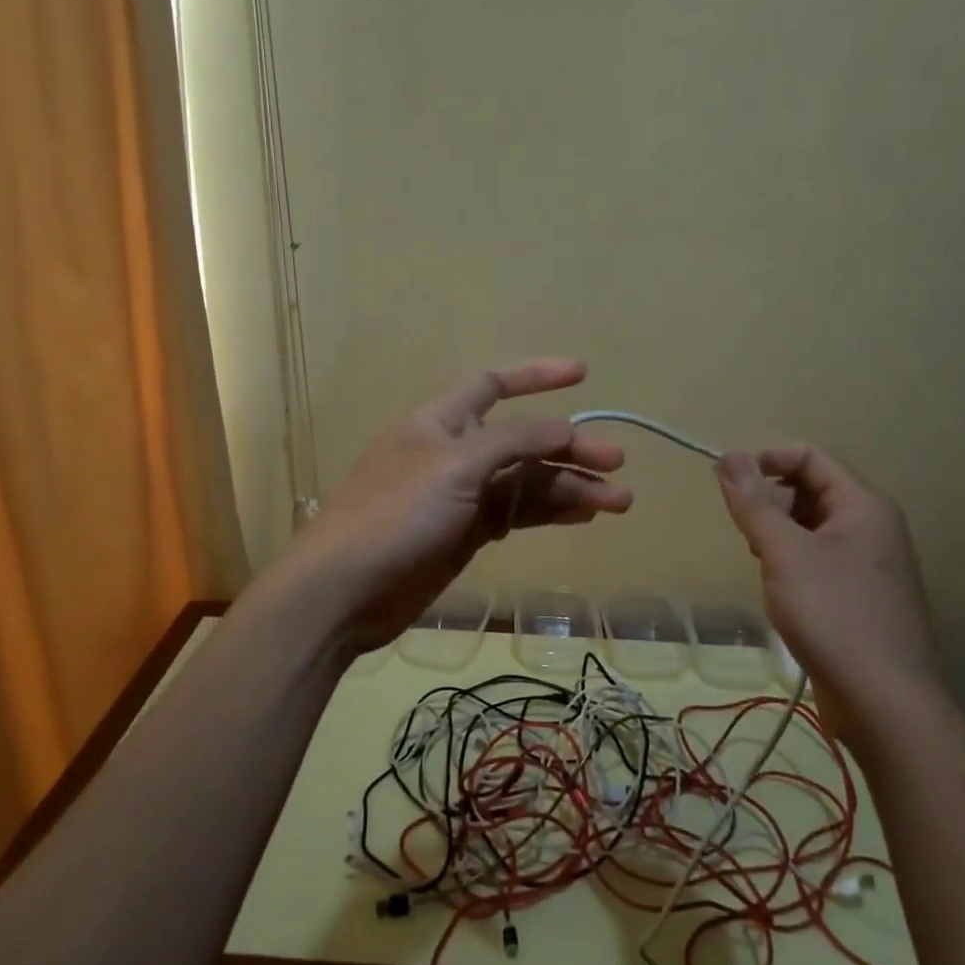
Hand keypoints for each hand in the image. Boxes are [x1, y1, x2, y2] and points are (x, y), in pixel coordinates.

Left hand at [285, 358, 632, 648]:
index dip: (536, 375)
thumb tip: (564, 428)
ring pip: (524, 482)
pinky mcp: (465, 535)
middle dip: (568, 447)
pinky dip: (547, 512)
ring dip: (569, 487)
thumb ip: (514, 441)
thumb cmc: (396, 513)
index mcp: (440, 421)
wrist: (345, 590)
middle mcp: (453, 452)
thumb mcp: (456, 465)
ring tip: (619, 501)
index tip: (583, 374)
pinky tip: (583, 516)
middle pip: (522, 440)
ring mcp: (460, 497)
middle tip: (617, 463)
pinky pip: (515, 514)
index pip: (493, 384)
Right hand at [715, 444, 938, 743]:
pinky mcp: (858, 596)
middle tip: (744, 532)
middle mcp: (871, 528)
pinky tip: (778, 590)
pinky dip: (790, 562)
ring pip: (810, 527)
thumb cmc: (832, 614)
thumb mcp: (784, 553)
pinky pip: (817, 559)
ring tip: (760, 562)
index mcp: (863, 507)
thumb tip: (728, 456)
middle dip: (769, 502)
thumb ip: (754, 504)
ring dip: (777, 534)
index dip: (765, 460)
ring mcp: (868, 564)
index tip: (725, 482)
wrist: (882, 701)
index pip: (810, 458)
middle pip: (810, 490)